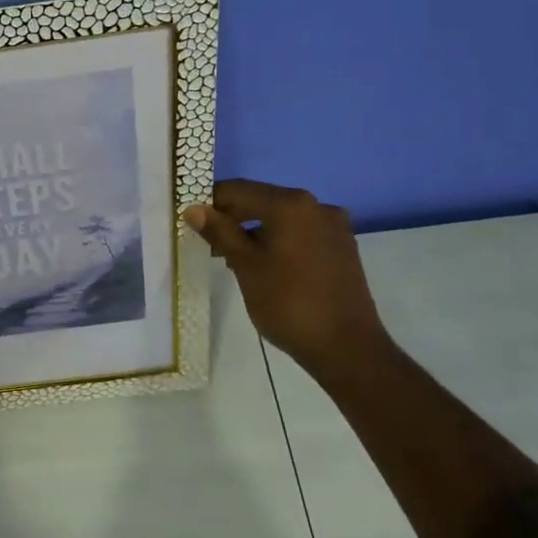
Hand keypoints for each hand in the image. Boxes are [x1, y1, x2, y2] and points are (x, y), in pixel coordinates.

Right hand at [184, 179, 388, 374]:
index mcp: (291, 205)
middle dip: (232, 219)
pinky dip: (278, 242)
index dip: (210, 202)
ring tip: (233, 260)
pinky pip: (300, 234)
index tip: (190, 222)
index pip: (238, 190)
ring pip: (281, 219)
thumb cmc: (288, 303)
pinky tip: (265, 267)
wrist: (347, 348)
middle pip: (262, 201)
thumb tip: (194, 208)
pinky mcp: (342, 248)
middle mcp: (316, 206)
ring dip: (254, 232)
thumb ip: (220, 232)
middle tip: (207, 243)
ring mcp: (334, 227)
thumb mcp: (246, 266)